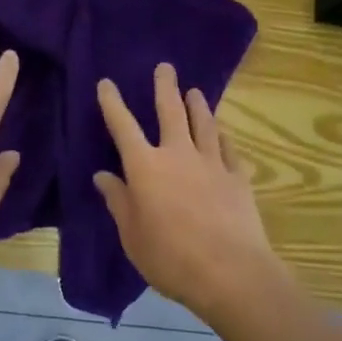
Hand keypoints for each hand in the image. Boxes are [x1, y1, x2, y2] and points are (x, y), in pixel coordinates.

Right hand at [94, 64, 283, 321]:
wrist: (231, 273)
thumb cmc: (170, 257)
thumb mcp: (132, 235)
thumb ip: (119, 202)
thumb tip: (103, 176)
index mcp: (145, 167)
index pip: (123, 126)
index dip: (113, 103)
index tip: (107, 83)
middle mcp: (177, 155)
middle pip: (170, 112)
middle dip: (165, 87)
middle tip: (165, 67)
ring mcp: (211, 163)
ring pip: (203, 124)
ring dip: (197, 105)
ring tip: (194, 91)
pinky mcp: (238, 178)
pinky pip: (228, 148)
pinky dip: (222, 136)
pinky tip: (222, 131)